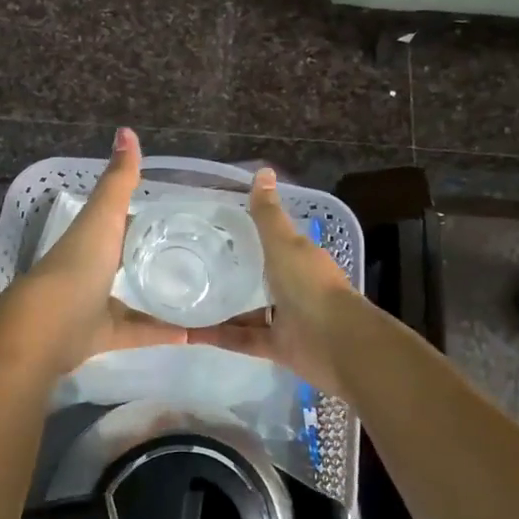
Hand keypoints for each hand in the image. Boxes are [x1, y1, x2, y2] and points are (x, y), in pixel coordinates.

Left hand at [17, 128, 185, 373]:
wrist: (46, 327)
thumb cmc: (77, 265)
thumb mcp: (104, 217)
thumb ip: (118, 181)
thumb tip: (126, 131)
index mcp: (91, 239)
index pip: (121, 223)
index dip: (146, 217)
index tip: (180, 216)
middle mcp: (91, 270)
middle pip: (127, 261)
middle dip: (156, 258)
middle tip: (199, 255)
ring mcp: (95, 305)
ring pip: (134, 299)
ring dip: (162, 298)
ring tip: (202, 294)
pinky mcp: (102, 337)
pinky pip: (137, 333)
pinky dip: (162, 332)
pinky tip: (193, 333)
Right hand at [189, 168, 356, 395]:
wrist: (335, 342)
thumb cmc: (309, 285)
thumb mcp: (284, 243)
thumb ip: (268, 214)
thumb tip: (263, 171)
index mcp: (300, 260)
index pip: (275, 243)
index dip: (251, 235)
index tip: (218, 230)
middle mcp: (294, 288)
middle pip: (260, 279)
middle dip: (232, 274)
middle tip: (193, 266)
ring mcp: (285, 319)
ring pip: (247, 312)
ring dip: (219, 309)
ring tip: (184, 300)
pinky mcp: (275, 347)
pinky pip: (241, 339)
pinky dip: (217, 336)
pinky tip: (188, 332)